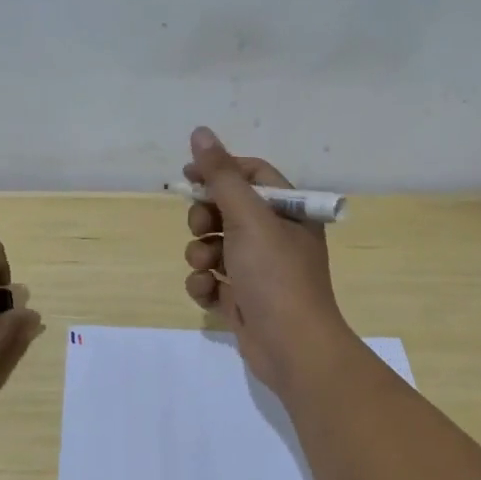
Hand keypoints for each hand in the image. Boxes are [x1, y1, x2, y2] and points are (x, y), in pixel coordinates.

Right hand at [182, 127, 353, 396]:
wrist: (291, 347)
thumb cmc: (275, 274)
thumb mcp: (248, 217)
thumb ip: (221, 175)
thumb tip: (200, 132)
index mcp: (289, 212)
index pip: (252, 175)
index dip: (219, 171)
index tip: (188, 175)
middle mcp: (276, 237)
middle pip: (228, 210)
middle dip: (206, 218)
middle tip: (201, 227)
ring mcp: (258, 270)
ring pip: (215, 246)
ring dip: (201, 253)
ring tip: (206, 266)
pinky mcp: (243, 300)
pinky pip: (213, 280)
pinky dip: (205, 283)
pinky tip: (208, 292)